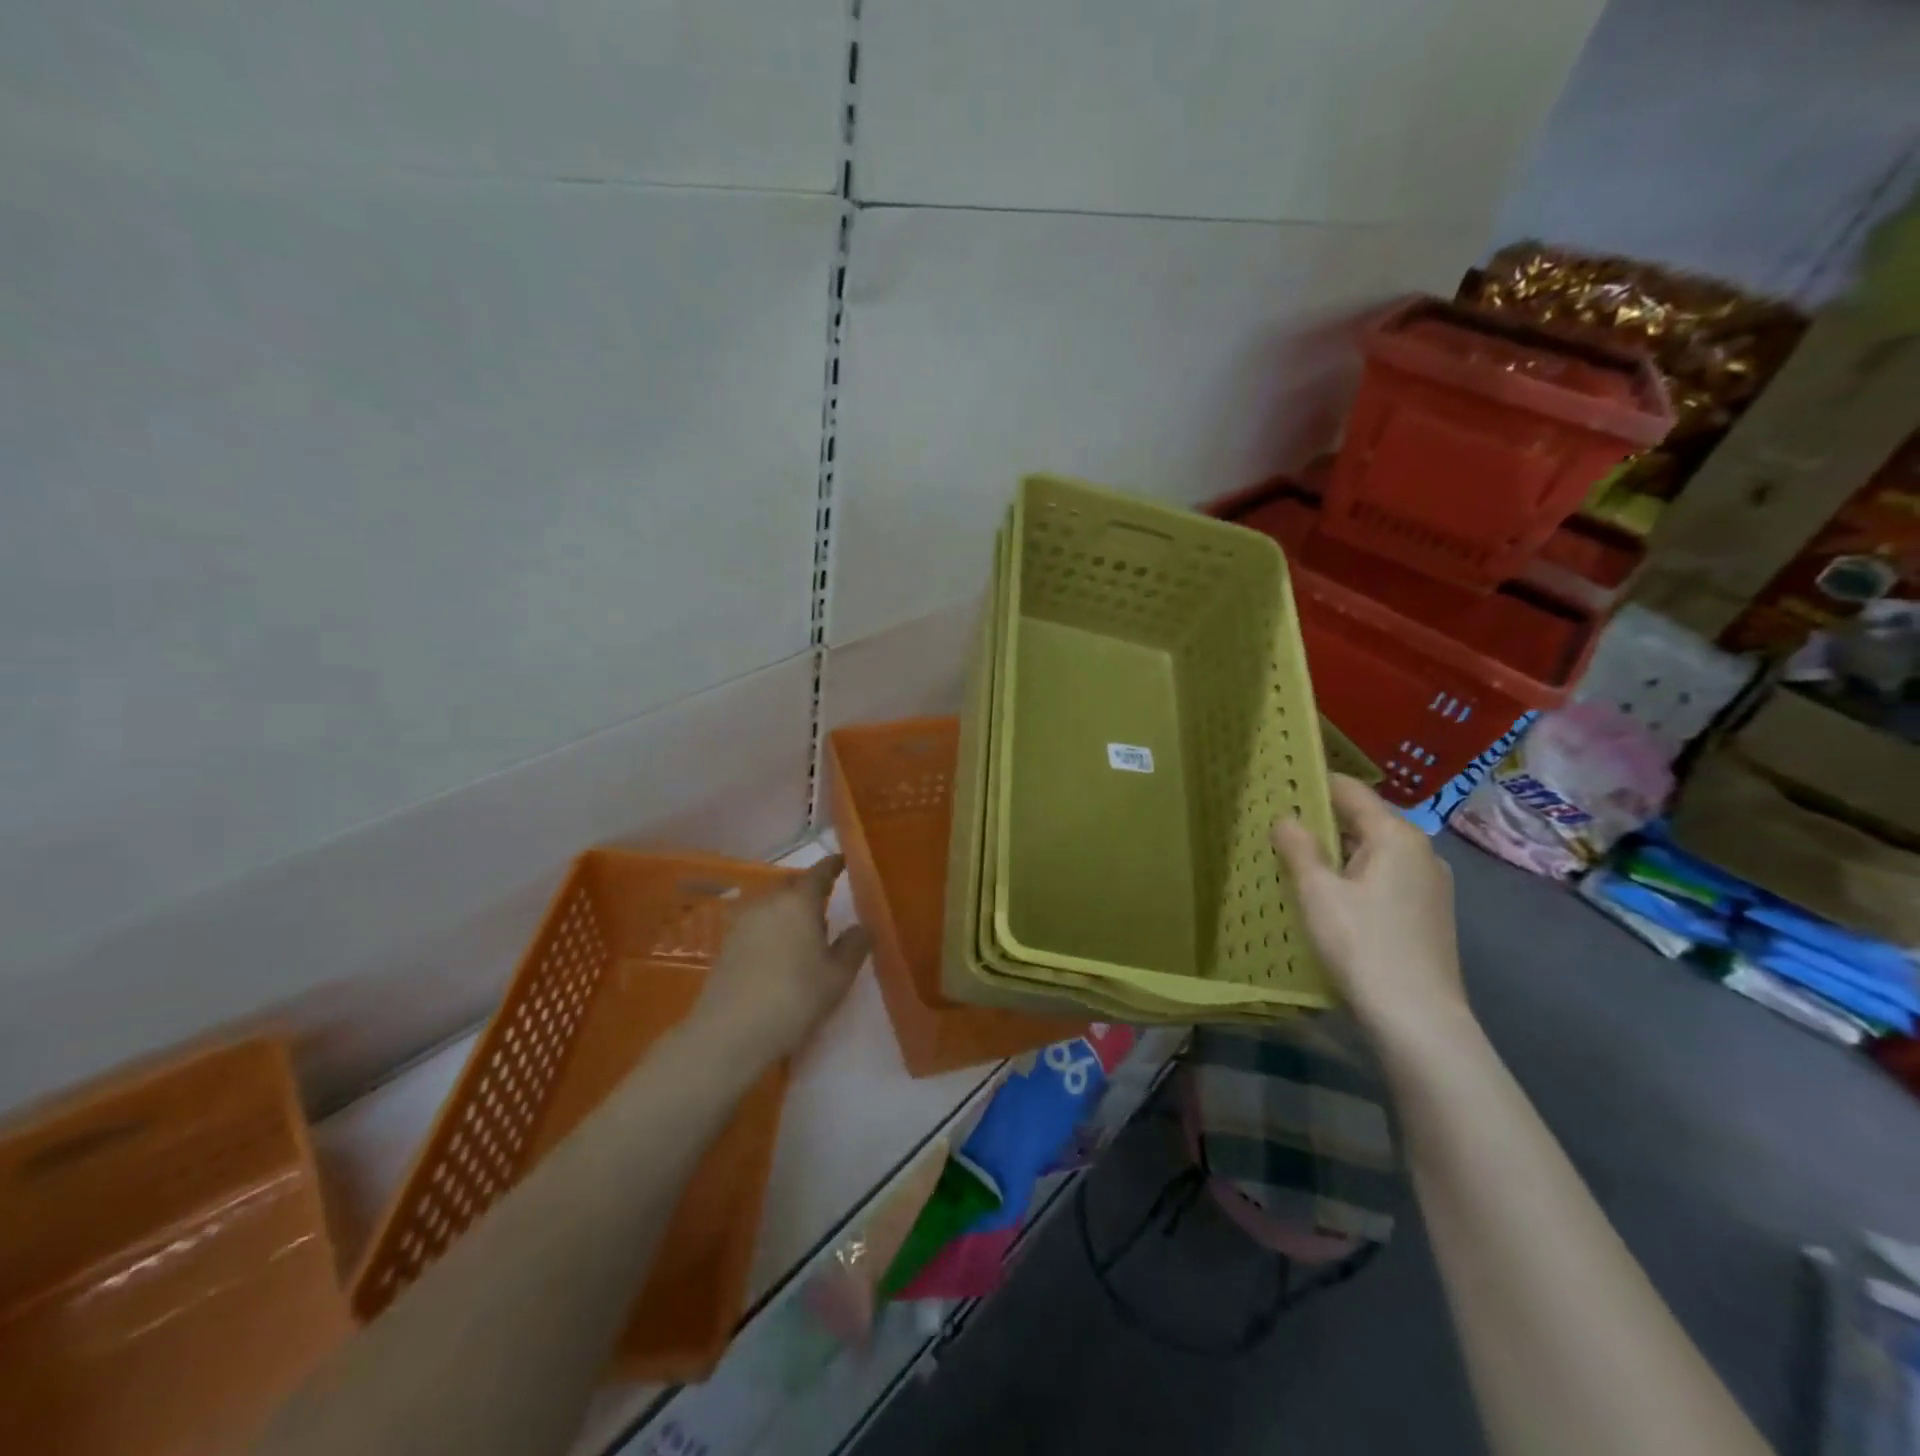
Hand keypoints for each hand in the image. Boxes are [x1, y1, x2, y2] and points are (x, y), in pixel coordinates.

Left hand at [691, 856, 870, 1062]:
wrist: (730, 1033)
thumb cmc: (794, 998)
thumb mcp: (837, 977)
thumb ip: (854, 946)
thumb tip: (862, 926)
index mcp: (799, 902)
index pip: (819, 873)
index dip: (833, 866)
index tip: (843, 862)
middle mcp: (769, 902)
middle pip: (792, 886)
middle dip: (809, 890)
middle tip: (827, 904)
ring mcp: (742, 922)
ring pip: (772, 905)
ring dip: (789, 911)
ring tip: (804, 932)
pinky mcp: (726, 945)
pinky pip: (757, 924)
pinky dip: (771, 928)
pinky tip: (779, 951)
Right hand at [1271, 775, 1469, 1041]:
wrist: (1418, 1019)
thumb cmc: (1362, 944)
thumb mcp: (1317, 892)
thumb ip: (1299, 848)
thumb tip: (1286, 818)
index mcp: (1396, 836)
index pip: (1351, 791)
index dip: (1313, 784)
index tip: (1278, 786)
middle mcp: (1421, 852)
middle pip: (1363, 821)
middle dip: (1321, 822)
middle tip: (1277, 828)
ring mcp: (1430, 886)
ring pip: (1373, 853)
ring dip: (1336, 853)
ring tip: (1295, 862)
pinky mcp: (1428, 915)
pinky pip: (1384, 879)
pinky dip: (1354, 878)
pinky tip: (1329, 898)